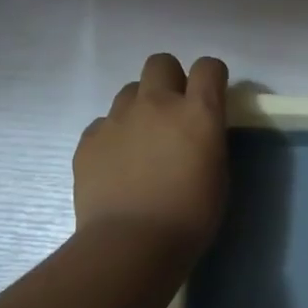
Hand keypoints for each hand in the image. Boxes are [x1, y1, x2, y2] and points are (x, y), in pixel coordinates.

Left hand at [73, 53, 229, 257]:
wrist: (131, 244)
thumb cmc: (190, 217)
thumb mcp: (218, 174)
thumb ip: (208, 139)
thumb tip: (197, 130)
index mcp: (198, 112)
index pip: (208, 67)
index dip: (211, 77)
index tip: (211, 95)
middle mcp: (157, 104)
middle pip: (161, 63)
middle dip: (170, 79)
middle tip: (173, 112)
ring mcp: (118, 118)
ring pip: (130, 91)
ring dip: (140, 107)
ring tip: (142, 142)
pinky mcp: (89, 139)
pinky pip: (104, 123)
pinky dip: (114, 136)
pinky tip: (118, 165)